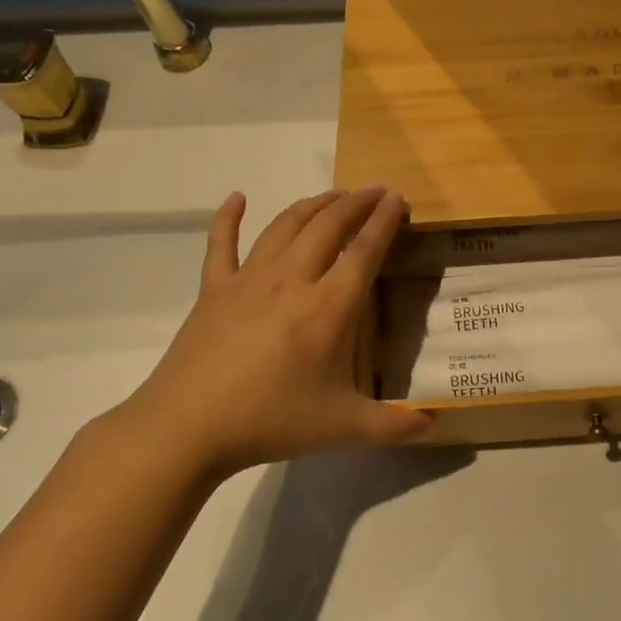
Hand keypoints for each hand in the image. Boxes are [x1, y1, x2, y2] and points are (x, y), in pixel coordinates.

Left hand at [110, 187, 428, 475]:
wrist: (188, 426)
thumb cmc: (272, 421)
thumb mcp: (343, 428)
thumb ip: (394, 425)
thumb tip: (433, 423)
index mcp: (329, 307)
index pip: (364, 251)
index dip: (384, 221)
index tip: (397, 199)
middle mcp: (292, 280)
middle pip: (328, 225)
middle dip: (355, 203)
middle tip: (374, 192)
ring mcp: (248, 279)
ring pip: (285, 225)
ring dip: (313, 204)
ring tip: (333, 196)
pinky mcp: (214, 289)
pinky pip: (222, 242)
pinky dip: (230, 216)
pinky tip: (238, 198)